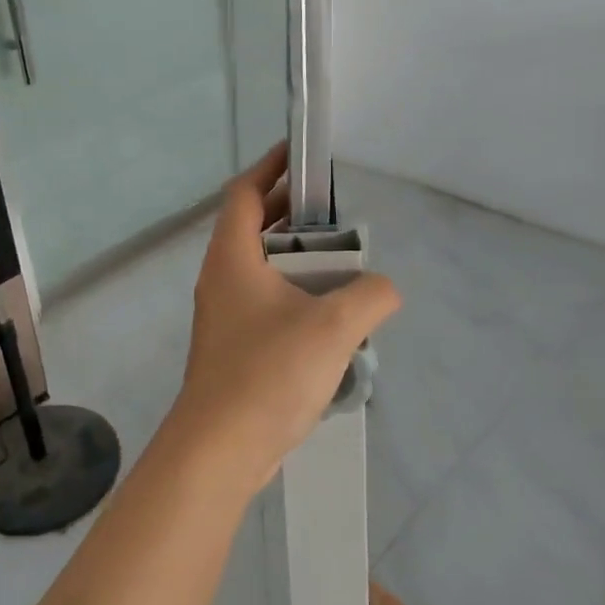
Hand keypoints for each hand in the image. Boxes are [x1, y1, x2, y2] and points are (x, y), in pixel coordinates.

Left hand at [169, 144, 399, 494]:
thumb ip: (369, 296)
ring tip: (340, 265)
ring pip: (258, 268)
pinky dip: (291, 294)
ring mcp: (222, 314)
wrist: (219, 449)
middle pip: (252, 227)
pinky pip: (262, 302)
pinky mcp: (230, 346)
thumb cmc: (268, 373)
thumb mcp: (333, 327)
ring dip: (294, 259)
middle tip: (333, 211)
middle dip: (290, 213)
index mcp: (232, 257)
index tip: (299, 154)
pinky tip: (326, 318)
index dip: (270, 167)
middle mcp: (220, 278)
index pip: (245, 193)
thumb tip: (384, 288)